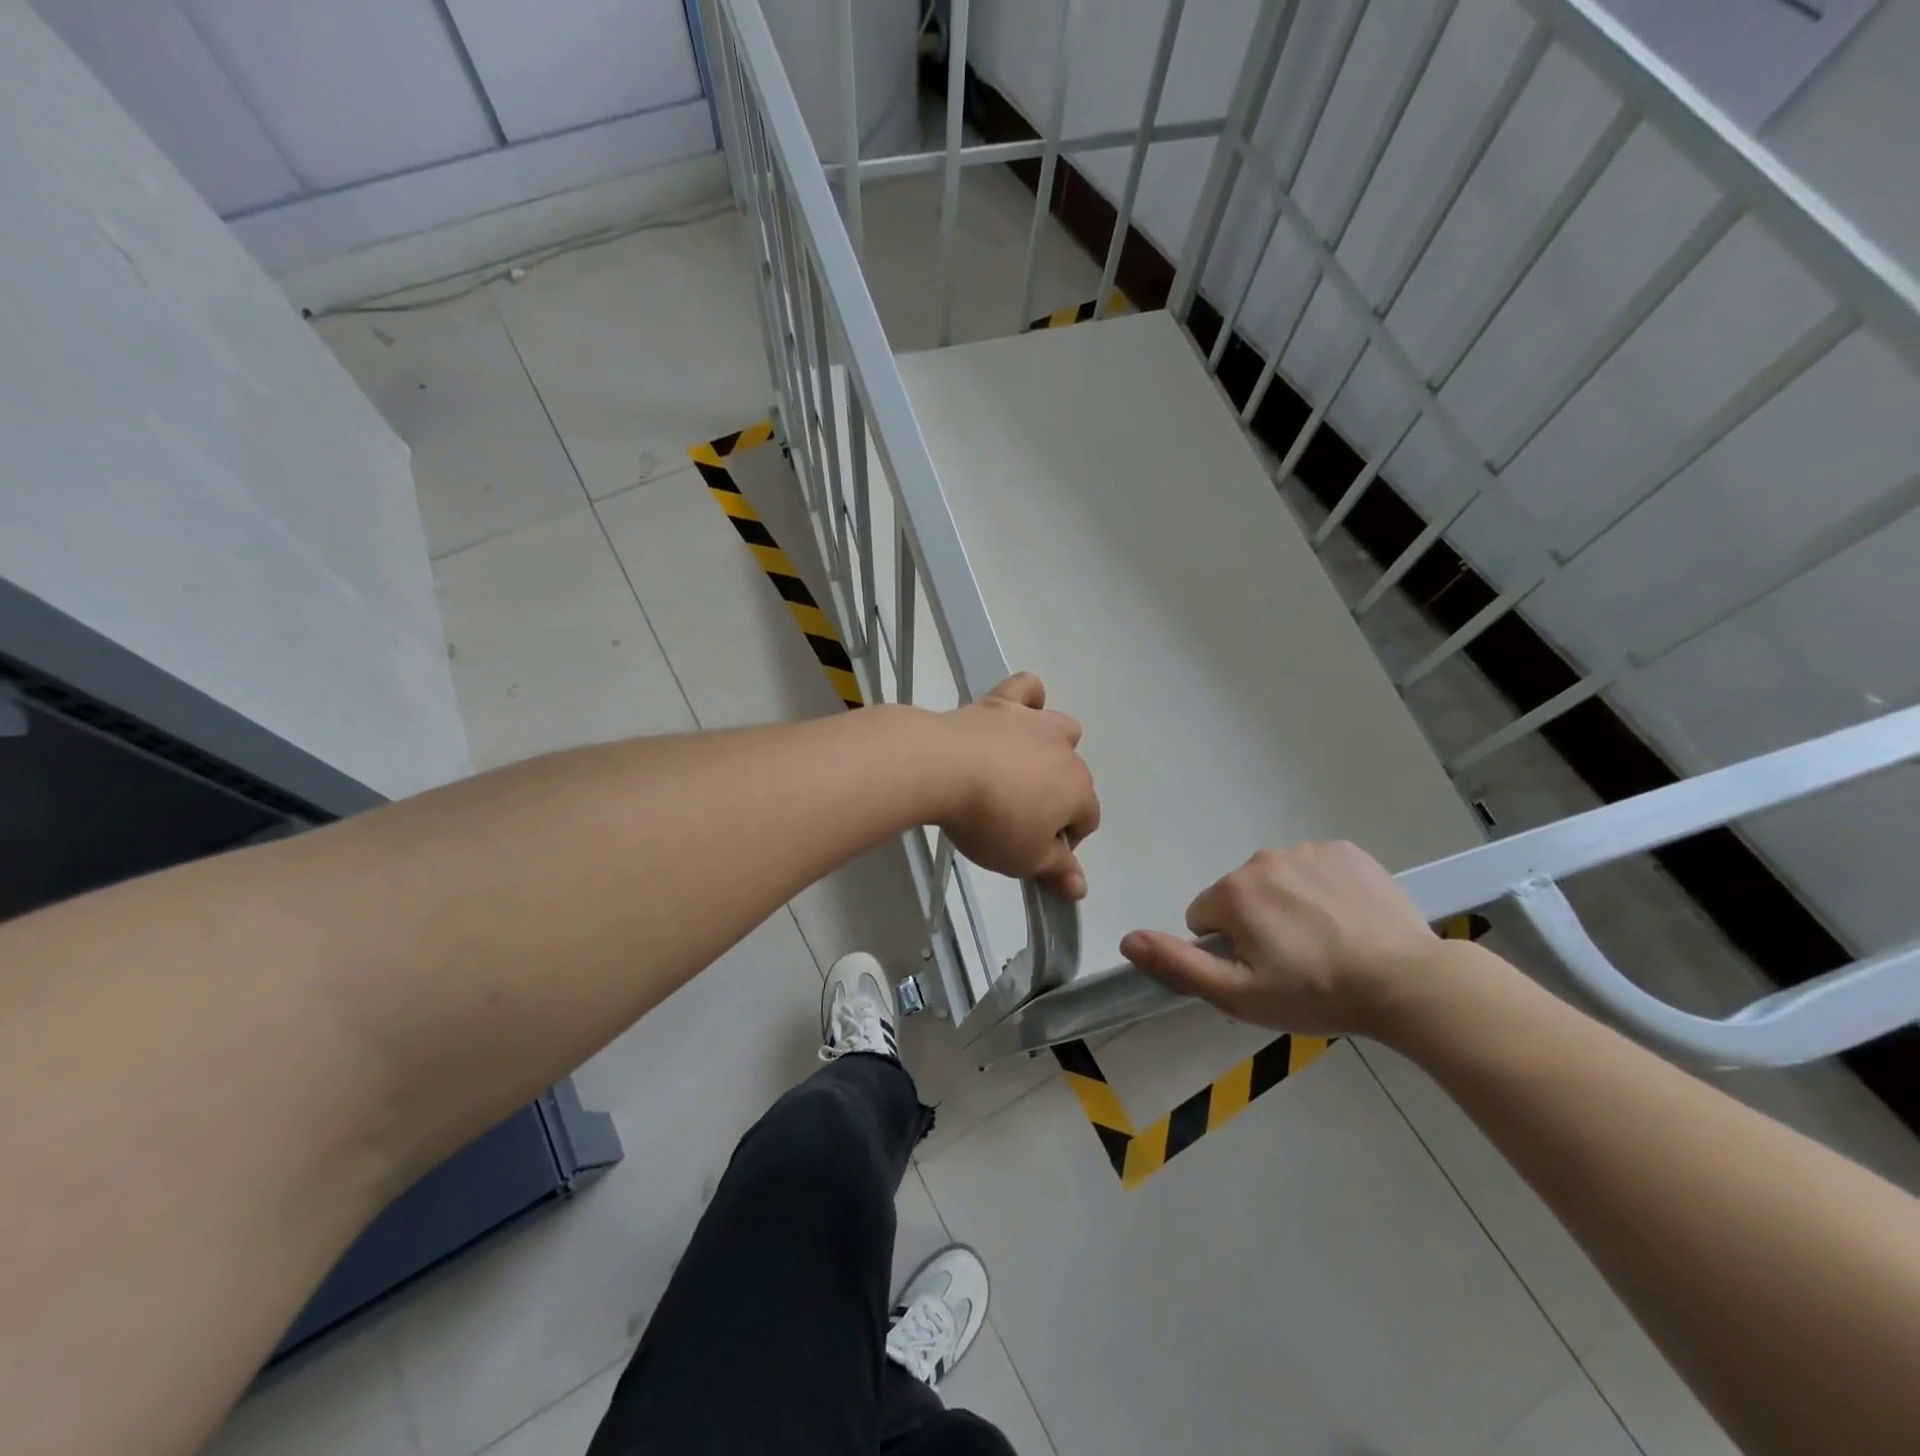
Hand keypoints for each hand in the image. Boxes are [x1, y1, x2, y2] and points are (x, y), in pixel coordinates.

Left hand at [935, 673, 1099, 898]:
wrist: (942, 768)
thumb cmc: (990, 821)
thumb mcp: (1024, 859)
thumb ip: (1056, 871)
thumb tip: (1080, 888)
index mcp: (1077, 790)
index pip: (1087, 820)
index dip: (1064, 842)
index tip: (1032, 853)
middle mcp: (1065, 750)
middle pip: (1073, 777)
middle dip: (1056, 799)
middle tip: (1016, 820)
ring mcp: (1033, 721)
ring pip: (1061, 728)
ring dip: (1050, 749)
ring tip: (1016, 771)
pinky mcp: (1000, 702)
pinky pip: (1026, 688)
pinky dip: (1027, 699)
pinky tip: (1014, 715)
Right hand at [1119, 842, 1441, 1034]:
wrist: (1407, 982)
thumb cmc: (1316, 993)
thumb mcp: (1238, 994)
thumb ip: (1178, 964)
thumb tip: (1126, 939)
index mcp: (1233, 892)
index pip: (1204, 917)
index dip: (1226, 949)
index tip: (1262, 971)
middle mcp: (1262, 859)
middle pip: (1240, 896)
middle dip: (1256, 924)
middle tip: (1295, 963)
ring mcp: (1308, 850)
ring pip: (1277, 881)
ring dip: (1288, 906)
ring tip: (1326, 944)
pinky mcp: (1346, 850)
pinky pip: (1315, 869)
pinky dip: (1322, 890)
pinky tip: (1347, 921)